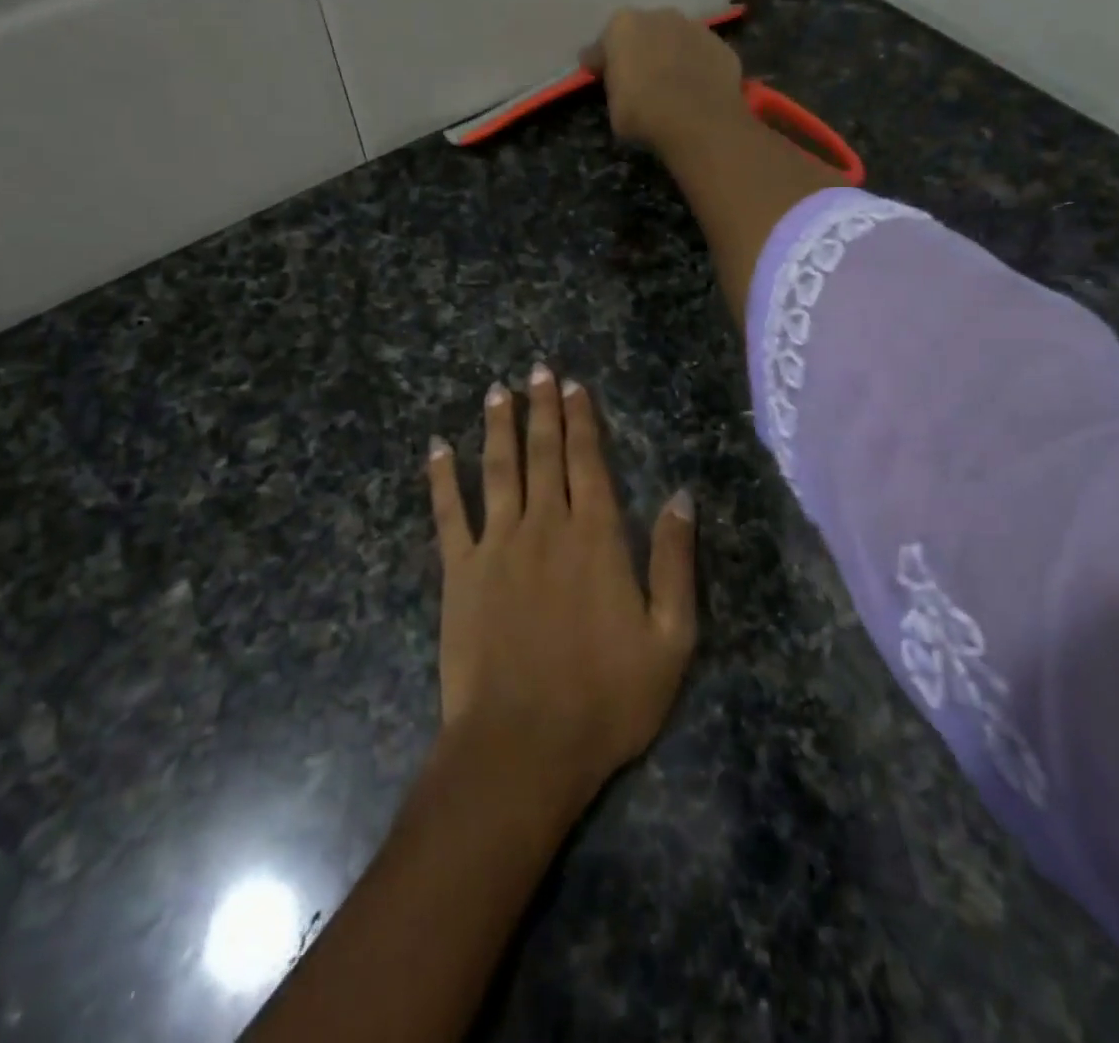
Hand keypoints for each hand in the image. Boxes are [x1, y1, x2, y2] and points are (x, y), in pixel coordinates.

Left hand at [426, 364, 696, 813]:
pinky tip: (436, 448)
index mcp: (597, 537)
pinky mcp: (459, 572)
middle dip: (541, 409)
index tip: (573, 386)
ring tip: (496, 392)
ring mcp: (497, 546)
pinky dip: (441, 478)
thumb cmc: (606, 698)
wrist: (523, 746)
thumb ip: (676, 562)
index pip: (588, 462)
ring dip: (497, 428)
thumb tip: (682, 496)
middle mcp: (545, 526)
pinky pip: (447, 514)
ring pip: (498, 470)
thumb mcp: (670, 638)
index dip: (581, 421)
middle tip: (536, 371)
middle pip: (544, 454)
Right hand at [582, 7, 747, 156]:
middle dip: (640, 51)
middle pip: (644, 33)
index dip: (601, 61)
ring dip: (671, 56)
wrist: (699, 122)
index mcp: (623, 25)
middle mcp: (660, 16)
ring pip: (676, 40)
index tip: (598, 75)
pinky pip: (702, 57)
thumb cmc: (644, 113)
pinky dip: (698, 69)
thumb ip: (613, 83)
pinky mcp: (722, 47)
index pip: (604, 43)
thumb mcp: (613, 105)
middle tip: (639, 79)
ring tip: (672, 85)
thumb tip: (614, 76)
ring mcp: (696, 28)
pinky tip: (696, 90)